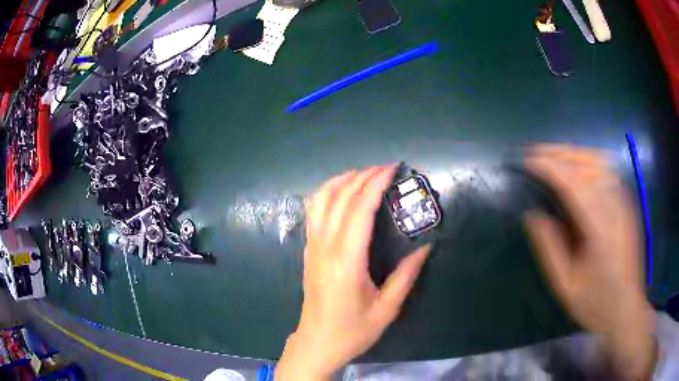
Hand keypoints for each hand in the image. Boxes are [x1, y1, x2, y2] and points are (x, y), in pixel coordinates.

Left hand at [275, 166, 430, 380]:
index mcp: (346, 261)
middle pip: (340, 198)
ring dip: (341, 180)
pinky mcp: (308, 251)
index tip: (392, 169)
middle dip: (362, 176)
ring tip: (364, 174)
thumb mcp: (387, 308)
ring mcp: (312, 247)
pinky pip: (313, 212)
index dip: (375, 183)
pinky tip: (342, 193)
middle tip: (385, 168)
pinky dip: (327, 193)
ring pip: (320, 200)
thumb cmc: (353, 331)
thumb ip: (406, 275)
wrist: (317, 343)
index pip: (359, 209)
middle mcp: (325, 247)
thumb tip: (426, 247)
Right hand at [524, 144, 655, 379]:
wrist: (626, 307)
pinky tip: (576, 163)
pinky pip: (607, 169)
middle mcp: (616, 208)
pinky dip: (587, 159)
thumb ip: (549, 248)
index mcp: (602, 231)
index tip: (527, 162)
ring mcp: (624, 202)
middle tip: (533, 153)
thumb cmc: (595, 302)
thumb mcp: (565, 285)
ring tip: (551, 154)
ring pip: (599, 161)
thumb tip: (532, 214)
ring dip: (572, 152)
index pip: (575, 185)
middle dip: (558, 154)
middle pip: (588, 165)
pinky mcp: (627, 202)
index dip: (550, 168)